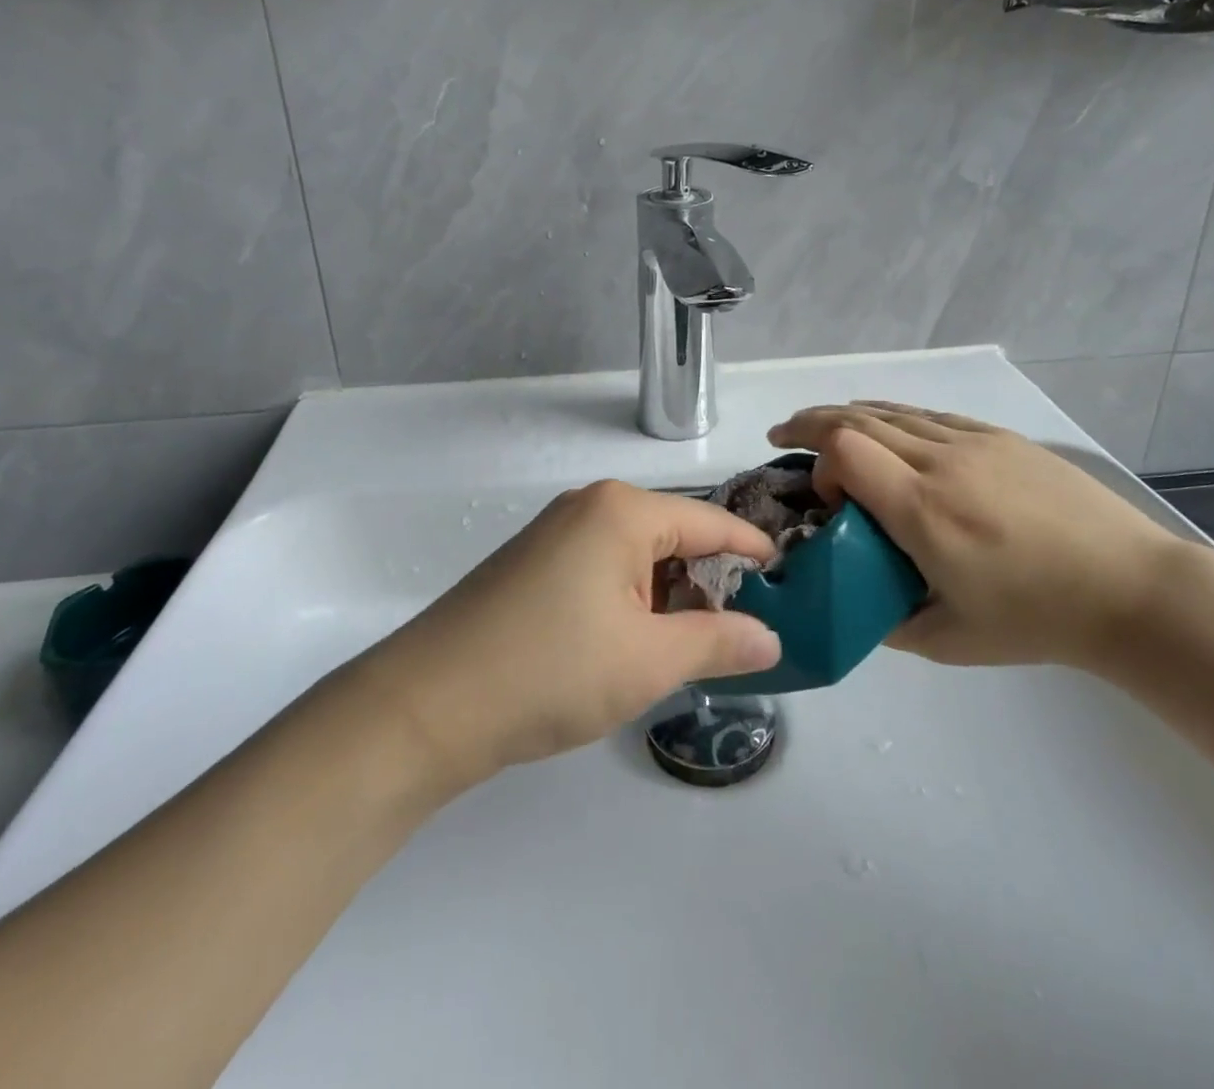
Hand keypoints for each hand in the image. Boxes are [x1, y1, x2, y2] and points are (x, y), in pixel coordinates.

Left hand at [353, 482, 782, 785]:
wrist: (427, 705)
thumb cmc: (552, 670)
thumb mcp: (649, 661)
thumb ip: (719, 643)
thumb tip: (771, 638)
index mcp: (622, 511)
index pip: (709, 522)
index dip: (751, 550)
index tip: (787, 576)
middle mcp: (588, 507)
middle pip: (671, 537)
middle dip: (706, 583)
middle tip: (737, 633)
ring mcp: (553, 535)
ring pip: (635, 558)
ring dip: (665, 599)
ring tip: (686, 650)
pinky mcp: (531, 566)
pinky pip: (601, 571)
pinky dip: (628, 603)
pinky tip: (630, 647)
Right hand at [768, 402, 1189, 669]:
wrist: (1131, 589)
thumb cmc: (1037, 620)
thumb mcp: (948, 640)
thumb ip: (884, 621)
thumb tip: (850, 603)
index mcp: (923, 510)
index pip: (845, 449)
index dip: (819, 463)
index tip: (829, 502)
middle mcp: (941, 462)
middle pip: (857, 418)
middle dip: (810, 424)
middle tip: (782, 436)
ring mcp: (974, 442)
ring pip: (893, 411)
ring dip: (848, 415)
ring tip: (822, 425)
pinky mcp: (1001, 438)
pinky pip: (930, 415)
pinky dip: (893, 415)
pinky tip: (886, 426)